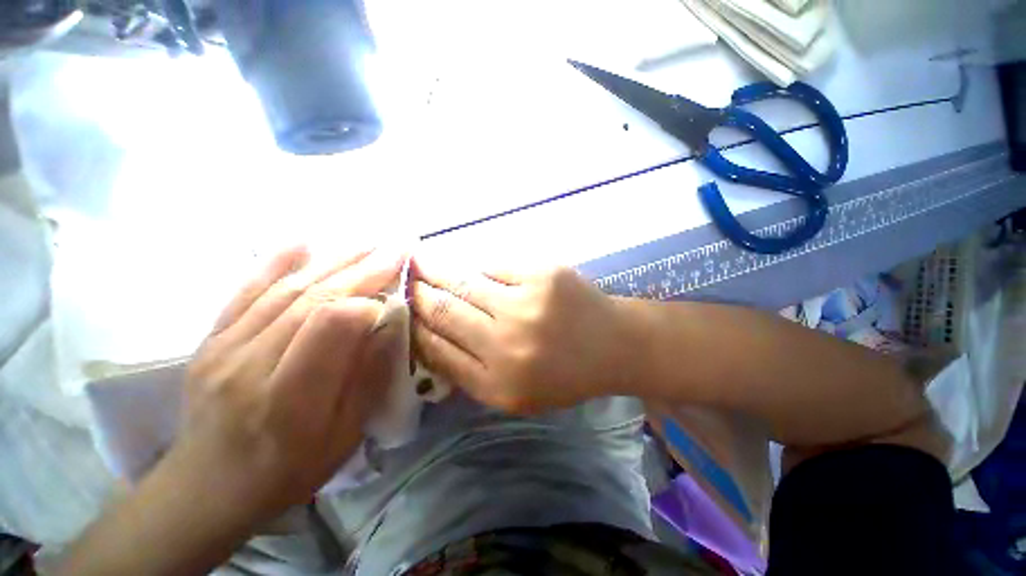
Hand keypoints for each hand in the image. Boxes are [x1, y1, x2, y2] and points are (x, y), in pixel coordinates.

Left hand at [168, 245, 406, 526]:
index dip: (368, 301)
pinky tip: (303, 242)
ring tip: (369, 242)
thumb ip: (367, 377)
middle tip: (397, 247)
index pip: (330, 326)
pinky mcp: (212, 339)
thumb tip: (387, 324)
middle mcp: (251, 363)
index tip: (397, 292)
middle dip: (363, 268)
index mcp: (289, 397)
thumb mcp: (343, 436)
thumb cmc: (287, 470)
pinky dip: (276, 262)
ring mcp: (224, 347)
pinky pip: (246, 292)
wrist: (205, 488)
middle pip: (313, 299)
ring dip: (333, 260)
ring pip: (286, 290)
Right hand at [410, 258, 630, 413]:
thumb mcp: (515, 393)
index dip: (415, 328)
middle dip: (418, 294)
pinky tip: (467, 265)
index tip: (403, 314)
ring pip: (464, 282)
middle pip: (444, 311)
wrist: (613, 345)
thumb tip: (428, 338)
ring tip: (419, 259)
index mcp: (498, 383)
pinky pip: (495, 267)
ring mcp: (526, 304)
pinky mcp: (542, 274)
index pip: (437, 350)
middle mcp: (507, 344)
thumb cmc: (565, 375)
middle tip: (405, 281)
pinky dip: (479, 268)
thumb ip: (470, 372)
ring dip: (435, 269)